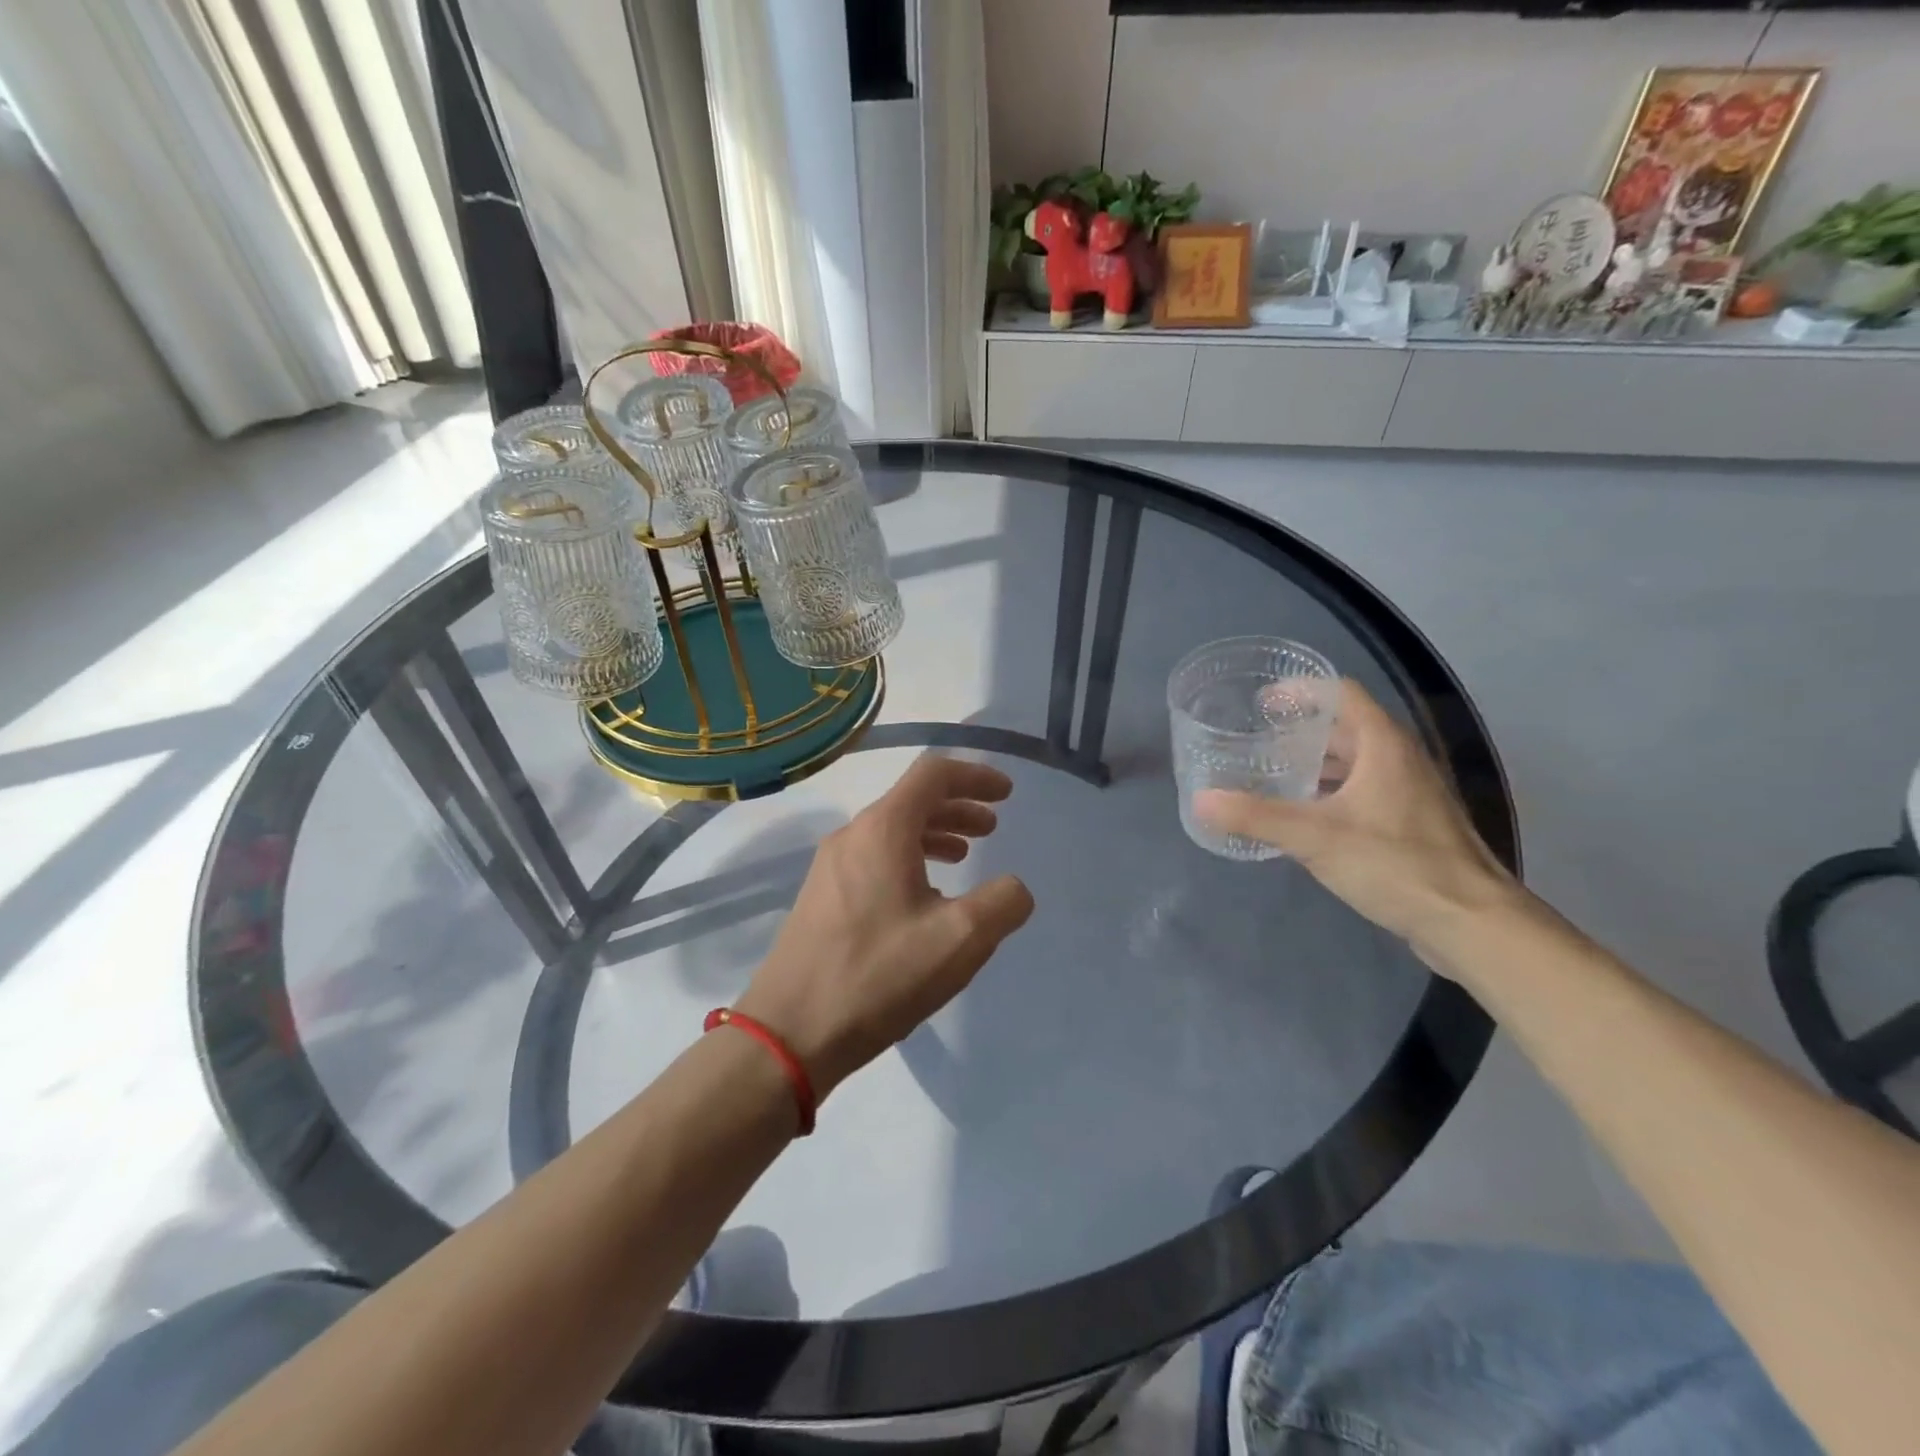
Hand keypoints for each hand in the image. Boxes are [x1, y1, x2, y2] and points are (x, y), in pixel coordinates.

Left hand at [736, 756, 1034, 1099]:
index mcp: (883, 830)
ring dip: (934, 834)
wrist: (789, 1032)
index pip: (933, 774)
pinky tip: (924, 896)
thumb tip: (1014, 888)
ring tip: (964, 857)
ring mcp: (830, 866)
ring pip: (892, 831)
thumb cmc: (878, 975)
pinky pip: (874, 857)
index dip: (975, 776)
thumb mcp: (959, 940)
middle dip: (958, 807)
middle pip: (912, 800)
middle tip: (992, 828)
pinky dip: (909, 859)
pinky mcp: (821, 896)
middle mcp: (852, 836)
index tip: (1007, 794)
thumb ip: (1002, 904)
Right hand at [1195, 680, 1521, 961]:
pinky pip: (1363, 792)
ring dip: (1315, 765)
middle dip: (1300, 732)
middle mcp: (1400, 759)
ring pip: (1355, 763)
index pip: (1341, 694)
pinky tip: (1305, 818)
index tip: (1262, 702)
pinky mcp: (1412, 825)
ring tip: (1272, 777)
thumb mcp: (1315, 838)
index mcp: (1383, 745)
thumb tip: (1200, 800)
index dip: (1301, 691)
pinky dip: (1331, 793)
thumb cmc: (1395, 864)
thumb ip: (1256, 817)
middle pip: (1346, 728)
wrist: (1471, 922)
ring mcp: (1410, 793)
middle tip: (1257, 742)